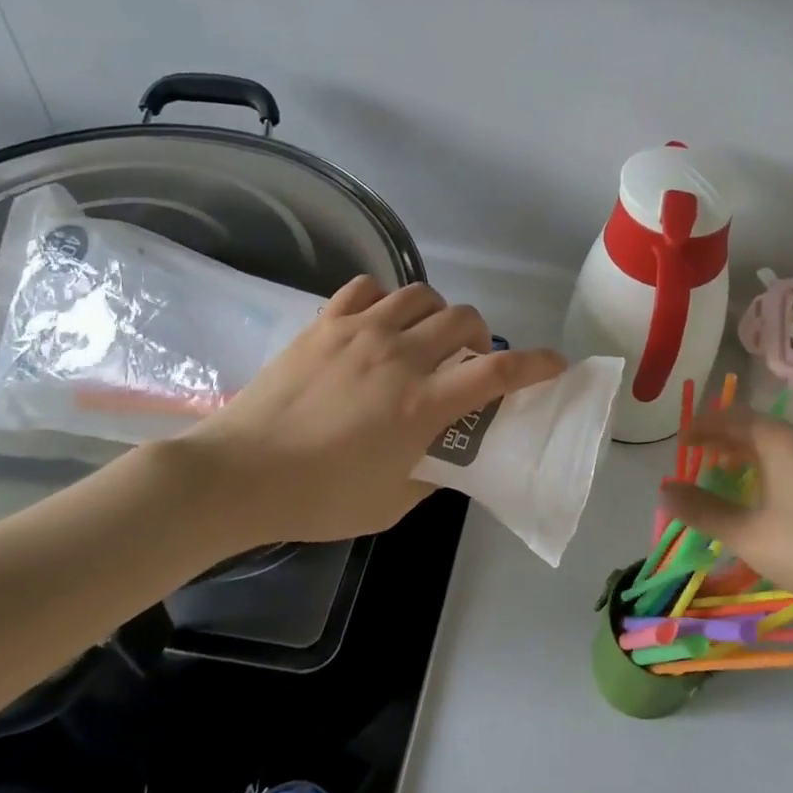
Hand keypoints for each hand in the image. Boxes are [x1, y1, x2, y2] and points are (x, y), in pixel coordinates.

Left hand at [171, 276, 565, 550]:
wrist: (237, 475)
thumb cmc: (318, 497)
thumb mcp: (391, 503)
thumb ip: (432, 476)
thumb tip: (449, 458)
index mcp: (423, 404)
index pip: (499, 373)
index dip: (537, 365)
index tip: (555, 364)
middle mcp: (400, 357)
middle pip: (465, 320)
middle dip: (481, 337)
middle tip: (468, 361)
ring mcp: (361, 333)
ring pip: (421, 296)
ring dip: (437, 314)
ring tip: (425, 337)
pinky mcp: (325, 324)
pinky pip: (368, 288)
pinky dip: (386, 299)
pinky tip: (379, 322)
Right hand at [659, 407, 792, 628]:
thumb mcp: (747, 534)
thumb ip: (703, 510)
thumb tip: (664, 490)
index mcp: (782, 443)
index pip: (734, 417)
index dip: (703, 425)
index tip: (680, 438)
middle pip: (756, 427)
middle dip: (722, 436)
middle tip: (694, 452)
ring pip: (776, 444)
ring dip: (744, 451)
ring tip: (720, 469)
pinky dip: (766, 464)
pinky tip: (761, 491)